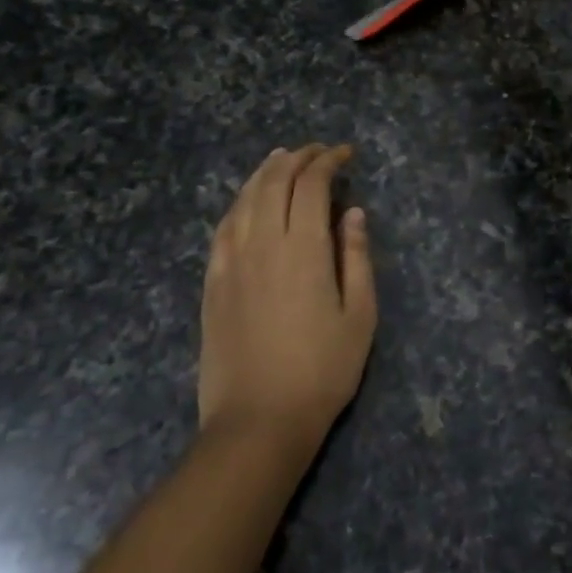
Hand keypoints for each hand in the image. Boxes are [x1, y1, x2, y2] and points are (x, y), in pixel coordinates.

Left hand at [200, 145, 376, 456]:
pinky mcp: (212, 283)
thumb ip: (356, 257)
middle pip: (274, 182)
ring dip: (264, 172)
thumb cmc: (322, 371)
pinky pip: (223, 228)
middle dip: (297, 158)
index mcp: (302, 248)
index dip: (328, 161)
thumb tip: (353, 213)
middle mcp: (262, 243)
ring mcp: (230, 262)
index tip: (345, 154)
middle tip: (317, 151)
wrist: (258, 421)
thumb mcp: (360, 315)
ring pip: (244, 199)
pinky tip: (246, 201)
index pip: (311, 185)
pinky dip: (238, 203)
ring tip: (280, 159)